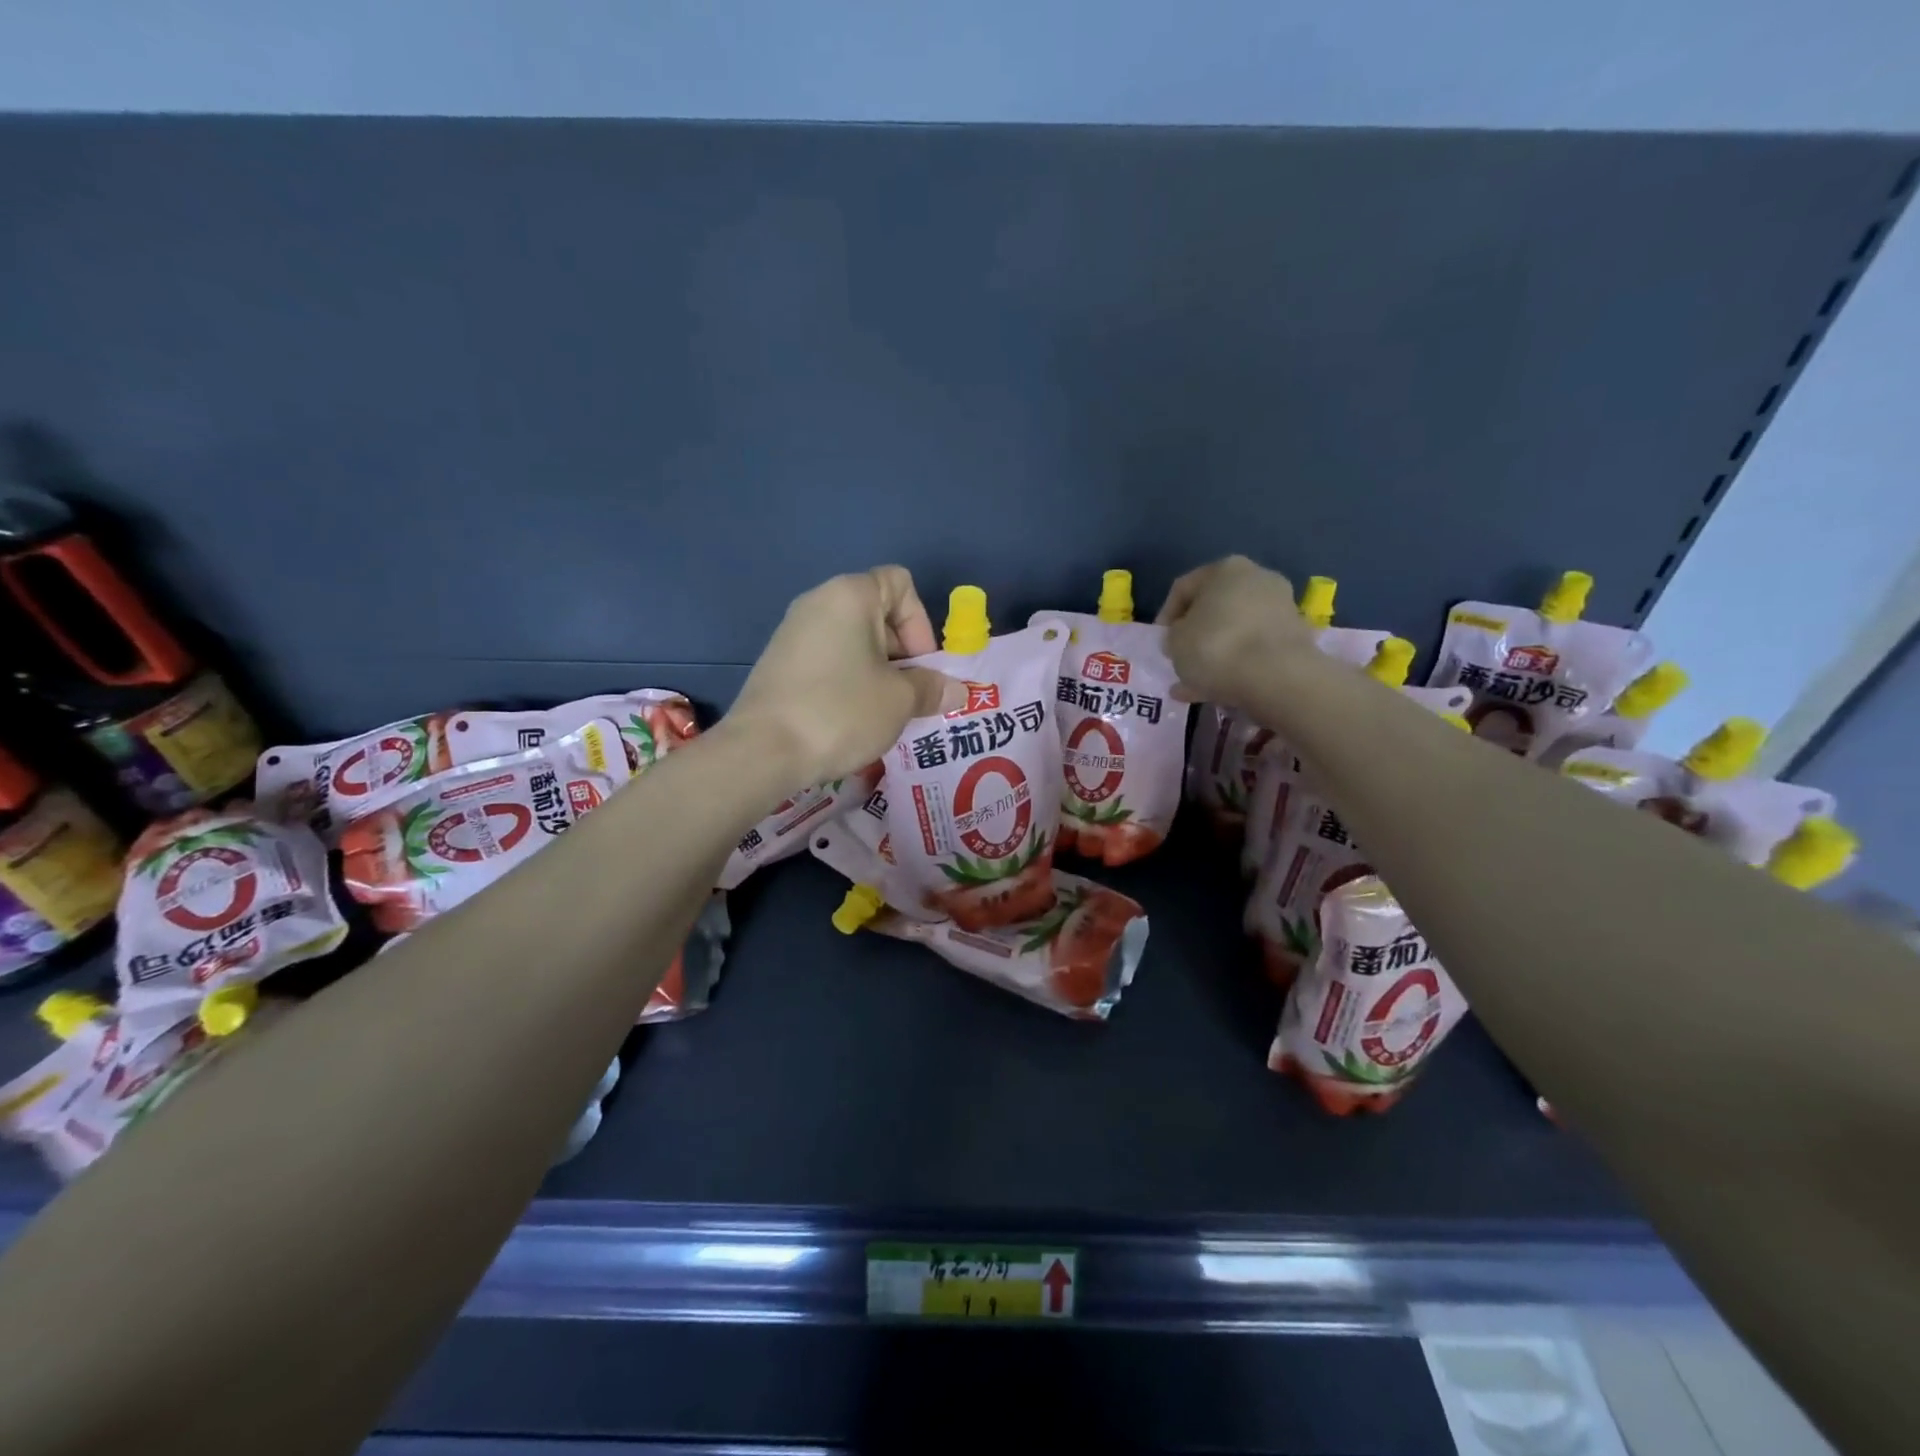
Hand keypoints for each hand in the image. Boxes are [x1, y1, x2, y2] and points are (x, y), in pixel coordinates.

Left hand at [725, 567, 959, 789]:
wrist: (762, 750)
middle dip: (902, 653)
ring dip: (876, 672)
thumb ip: (932, 688)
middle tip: (908, 696)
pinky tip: (848, 719)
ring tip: (881, 713)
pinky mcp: (778, 662)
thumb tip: (958, 691)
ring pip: (852, 641)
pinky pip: (827, 660)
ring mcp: (793, 632)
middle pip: (877, 613)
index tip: (920, 667)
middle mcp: (818, 602)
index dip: (921, 623)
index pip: (901, 584)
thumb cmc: (841, 711)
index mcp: (850, 595)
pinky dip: (846, 681)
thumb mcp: (900, 701)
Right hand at [1156, 556, 1316, 707]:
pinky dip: (1236, 665)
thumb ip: (1173, 636)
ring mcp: (1280, 608)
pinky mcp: (1294, 638)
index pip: (1184, 588)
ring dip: (1214, 653)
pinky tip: (1217, 690)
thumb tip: (1182, 639)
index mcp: (1225, 569)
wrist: (1277, 677)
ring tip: (1195, 681)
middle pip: (1215, 607)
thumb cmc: (1215, 648)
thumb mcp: (1175, 642)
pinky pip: (1253, 649)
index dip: (1165, 616)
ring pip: (1235, 631)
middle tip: (1180, 657)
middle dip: (1195, 634)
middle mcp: (1257, 579)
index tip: (1160, 641)